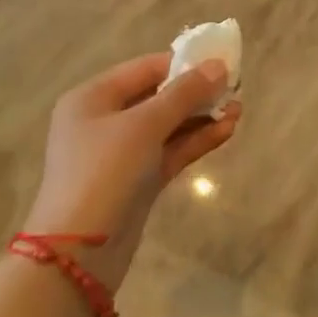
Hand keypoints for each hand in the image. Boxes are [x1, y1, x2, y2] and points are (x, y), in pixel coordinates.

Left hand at [23, 52, 239, 291]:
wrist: (79, 254)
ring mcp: (121, 153)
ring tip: (238, 109)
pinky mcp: (137, 181)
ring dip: (201, 117)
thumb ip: (184, 93)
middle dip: (196, 92)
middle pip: (157, 96)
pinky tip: (227, 130)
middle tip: (235, 87)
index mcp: (93, 97)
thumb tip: (218, 65)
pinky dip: (195, 140)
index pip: (145, 68)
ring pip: (168, 125)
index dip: (183, 63)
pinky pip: (170, 151)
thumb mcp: (145, 125)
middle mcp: (104, 120)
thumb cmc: (105, 172)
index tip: (221, 62)